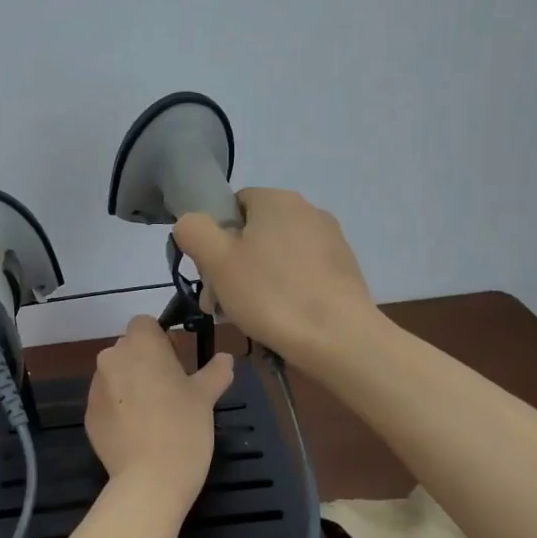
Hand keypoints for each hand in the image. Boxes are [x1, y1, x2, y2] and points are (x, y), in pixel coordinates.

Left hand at [85, 317, 233, 503]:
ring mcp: (96, 388)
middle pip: (129, 348)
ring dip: (131, 385)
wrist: (150, 480)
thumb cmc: (183, 428)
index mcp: (140, 346)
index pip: (144, 324)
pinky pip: (107, 401)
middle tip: (170, 390)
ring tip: (154, 415)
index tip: (176, 362)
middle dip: (146, 362)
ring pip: (116, 374)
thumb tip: (225, 358)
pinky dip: (120, 409)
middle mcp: (112, 359)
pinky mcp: (89, 415)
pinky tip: (138, 433)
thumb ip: (215, 371)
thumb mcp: (206, 397)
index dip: (161, 339)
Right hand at [173, 188, 378, 368]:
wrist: (340, 338)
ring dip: (255, 279)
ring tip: (247, 315)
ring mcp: (330, 240)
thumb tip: (192, 223)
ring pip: (276, 254)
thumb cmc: (271, 294)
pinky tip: (280, 318)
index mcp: (276, 199)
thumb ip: (194, 231)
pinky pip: (301, 272)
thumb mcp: (217, 260)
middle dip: (232, 265)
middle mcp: (307, 210)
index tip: (209, 274)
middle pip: (253, 232)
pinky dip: (285, 289)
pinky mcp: (344, 268)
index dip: (214, 238)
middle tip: (221, 303)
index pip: (232, 206)